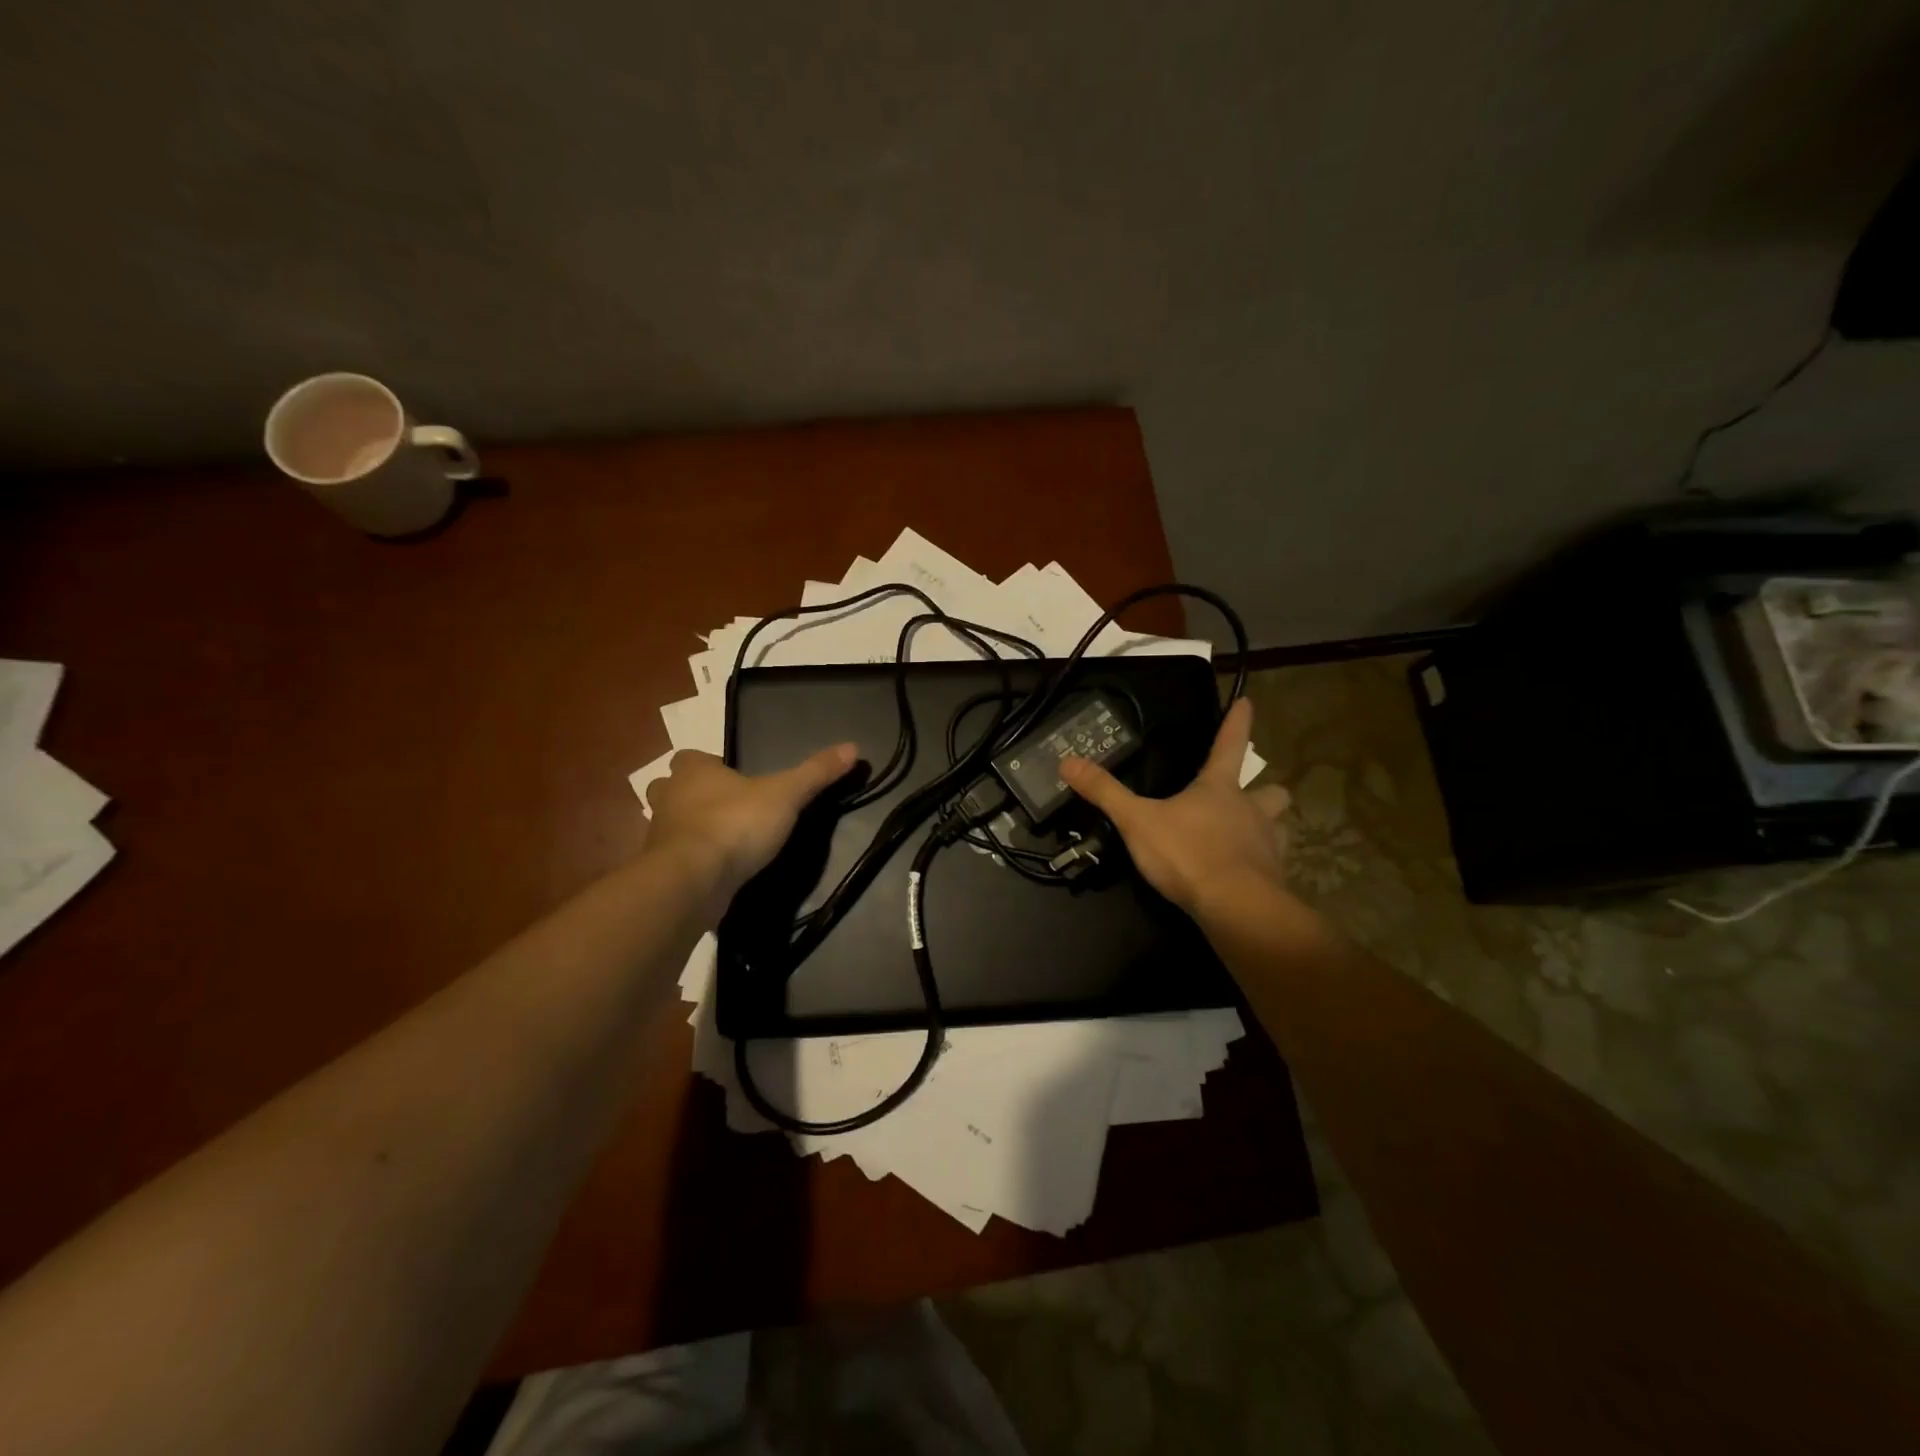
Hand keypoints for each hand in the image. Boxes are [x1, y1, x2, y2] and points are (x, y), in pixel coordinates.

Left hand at [646, 744, 857, 909]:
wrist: (692, 880)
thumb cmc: (736, 825)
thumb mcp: (786, 795)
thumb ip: (816, 773)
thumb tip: (852, 746)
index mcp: (694, 771)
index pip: (691, 757)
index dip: (708, 765)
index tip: (732, 778)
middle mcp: (669, 797)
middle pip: (670, 787)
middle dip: (689, 794)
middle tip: (720, 806)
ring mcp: (658, 835)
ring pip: (666, 823)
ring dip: (684, 828)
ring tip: (716, 838)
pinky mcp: (660, 869)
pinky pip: (671, 858)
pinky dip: (686, 860)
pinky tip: (709, 870)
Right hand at [1060, 698, 1291, 918]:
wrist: (1235, 906)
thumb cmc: (1187, 853)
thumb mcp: (1136, 821)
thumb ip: (1104, 792)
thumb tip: (1067, 761)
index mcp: (1219, 788)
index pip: (1230, 744)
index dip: (1237, 722)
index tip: (1247, 701)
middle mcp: (1250, 809)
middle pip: (1272, 790)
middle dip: (1265, 789)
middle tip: (1252, 795)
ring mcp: (1267, 844)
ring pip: (1280, 825)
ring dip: (1269, 825)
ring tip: (1250, 834)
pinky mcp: (1273, 877)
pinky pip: (1273, 862)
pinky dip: (1262, 863)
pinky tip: (1246, 872)